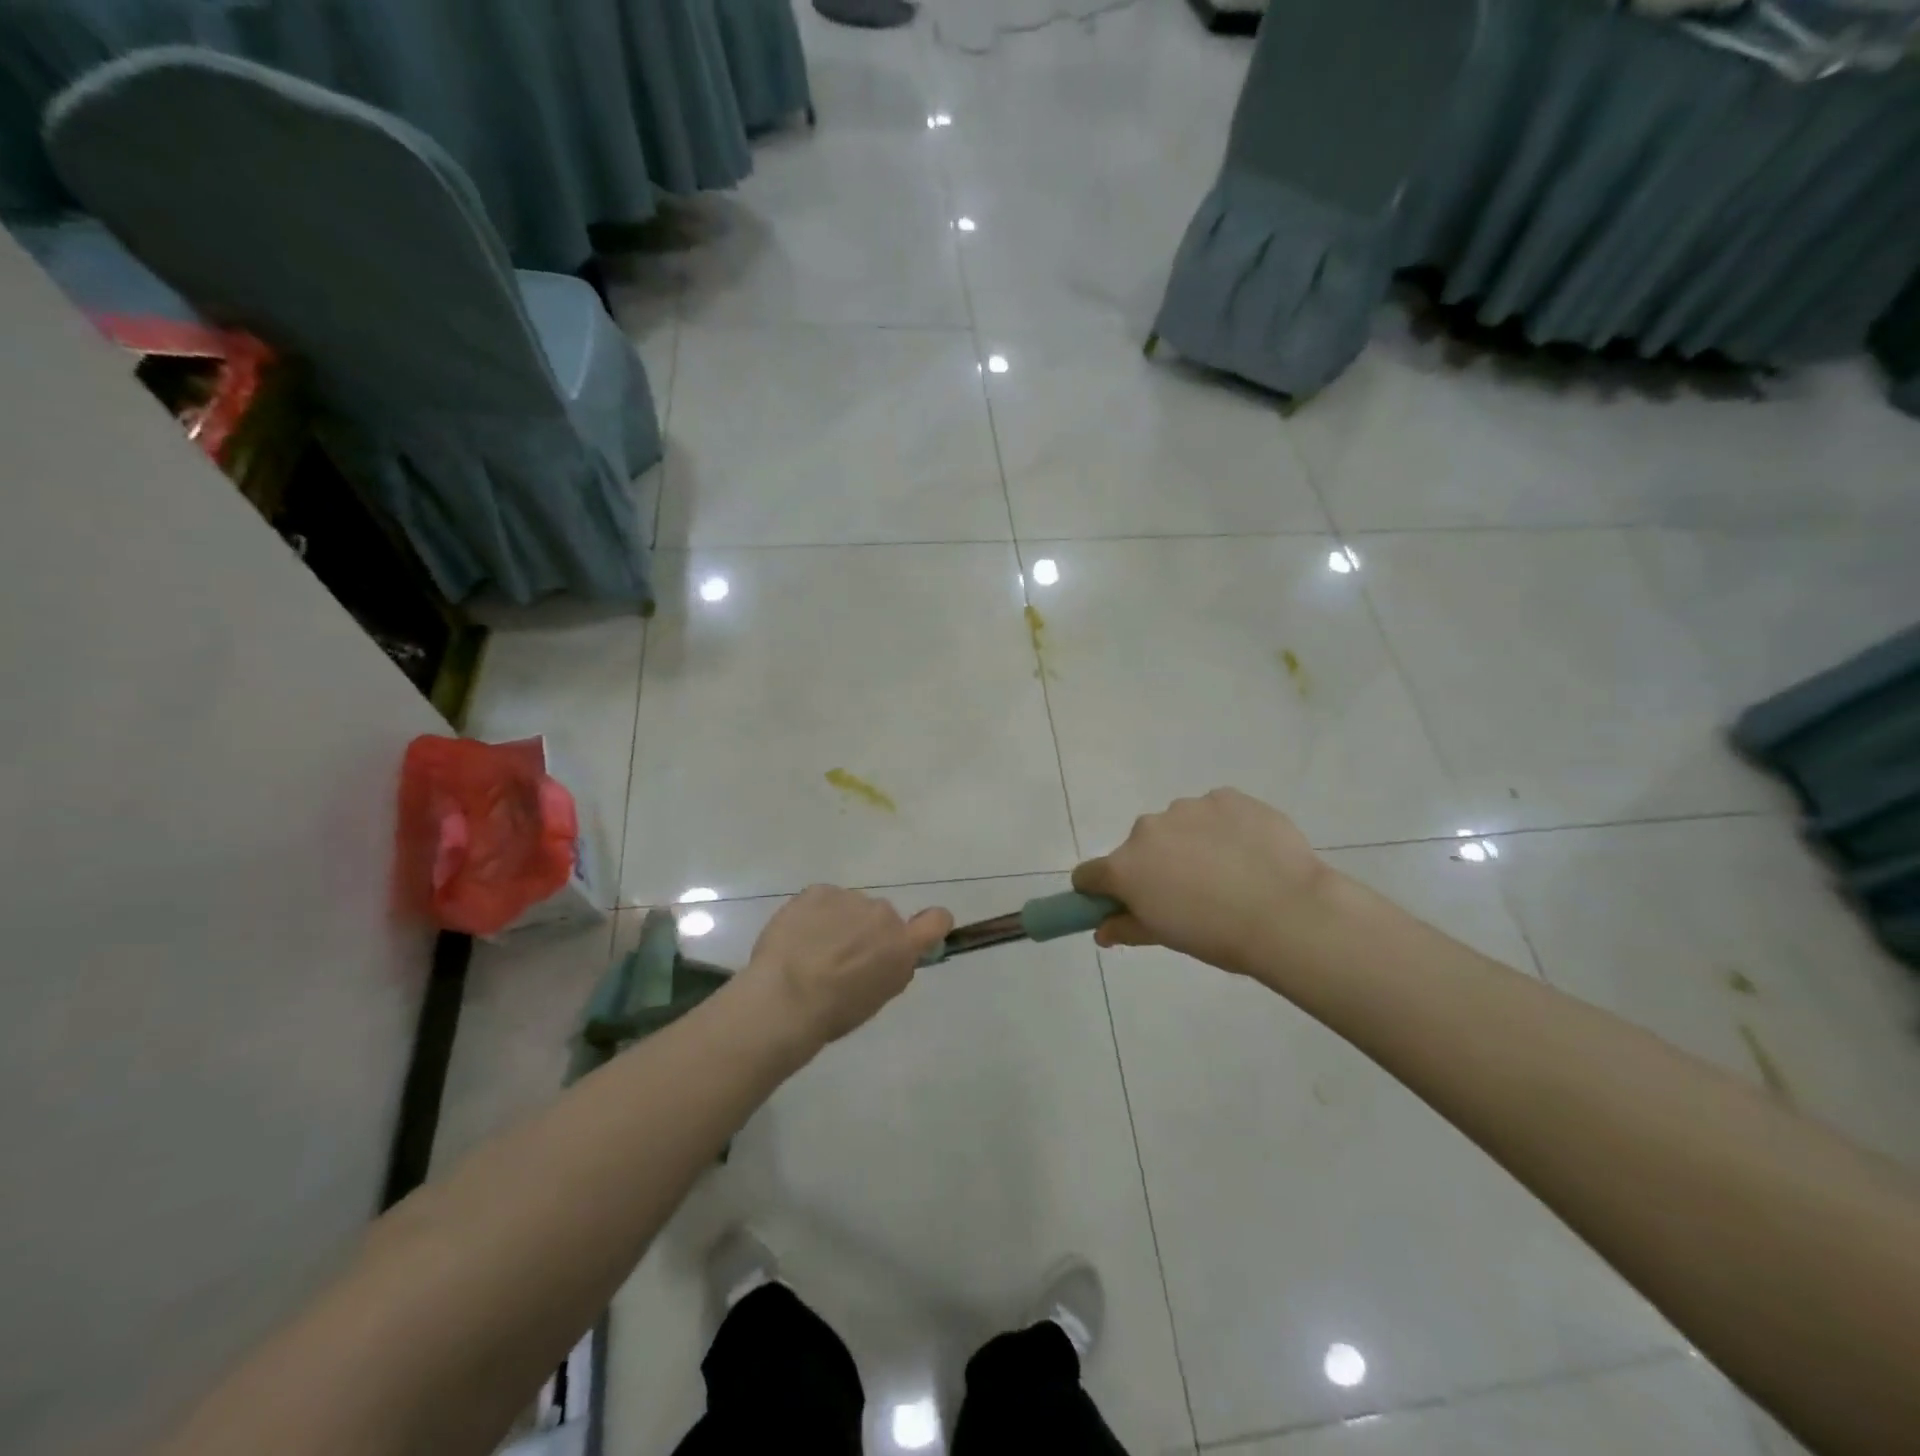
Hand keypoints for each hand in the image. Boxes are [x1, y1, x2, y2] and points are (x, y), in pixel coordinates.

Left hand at [739, 886, 953, 1049]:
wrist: (785, 999)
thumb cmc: (834, 1012)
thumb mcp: (876, 999)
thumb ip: (891, 969)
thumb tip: (889, 956)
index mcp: (902, 945)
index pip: (937, 920)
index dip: (930, 925)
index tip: (915, 934)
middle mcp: (883, 914)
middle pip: (882, 917)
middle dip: (867, 932)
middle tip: (839, 958)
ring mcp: (850, 898)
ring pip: (850, 907)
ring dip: (838, 922)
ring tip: (810, 950)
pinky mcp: (818, 891)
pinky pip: (823, 899)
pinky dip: (813, 914)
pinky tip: (796, 937)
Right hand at [1072, 789, 1334, 976]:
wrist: (1288, 913)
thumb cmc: (1218, 936)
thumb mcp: (1166, 938)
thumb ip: (1127, 928)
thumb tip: (1102, 930)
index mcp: (1125, 868)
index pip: (1089, 875)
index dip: (1099, 890)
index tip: (1121, 903)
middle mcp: (1147, 830)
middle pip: (1138, 847)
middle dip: (1154, 865)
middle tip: (1190, 892)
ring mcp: (1188, 808)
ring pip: (1177, 825)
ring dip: (1189, 842)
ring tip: (1228, 871)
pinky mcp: (1226, 796)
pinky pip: (1214, 811)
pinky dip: (1223, 828)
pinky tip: (1249, 852)